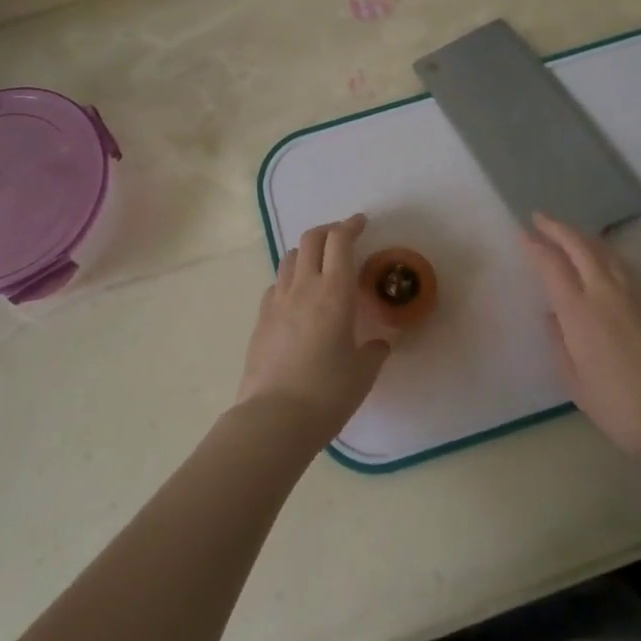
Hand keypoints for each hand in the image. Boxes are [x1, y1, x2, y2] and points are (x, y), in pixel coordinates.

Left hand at [237, 214, 398, 443]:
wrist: (273, 419)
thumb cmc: (327, 394)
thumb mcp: (363, 374)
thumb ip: (374, 351)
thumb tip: (379, 343)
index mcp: (335, 293)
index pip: (340, 241)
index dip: (350, 225)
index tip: (361, 222)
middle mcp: (304, 287)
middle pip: (311, 239)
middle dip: (329, 230)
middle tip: (343, 236)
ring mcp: (277, 301)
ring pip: (290, 257)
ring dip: (307, 251)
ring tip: (320, 263)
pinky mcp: (261, 319)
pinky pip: (276, 284)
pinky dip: (290, 279)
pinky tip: (297, 297)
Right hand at [523, 213, 640, 468]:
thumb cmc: (625, 409)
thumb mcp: (578, 385)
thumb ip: (560, 345)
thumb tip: (552, 316)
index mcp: (580, 312)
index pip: (552, 265)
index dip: (536, 247)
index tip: (523, 235)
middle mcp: (606, 291)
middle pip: (580, 246)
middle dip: (558, 228)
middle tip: (540, 218)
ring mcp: (636, 292)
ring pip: (605, 250)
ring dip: (583, 236)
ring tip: (569, 233)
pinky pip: (624, 264)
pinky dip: (605, 252)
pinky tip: (603, 259)